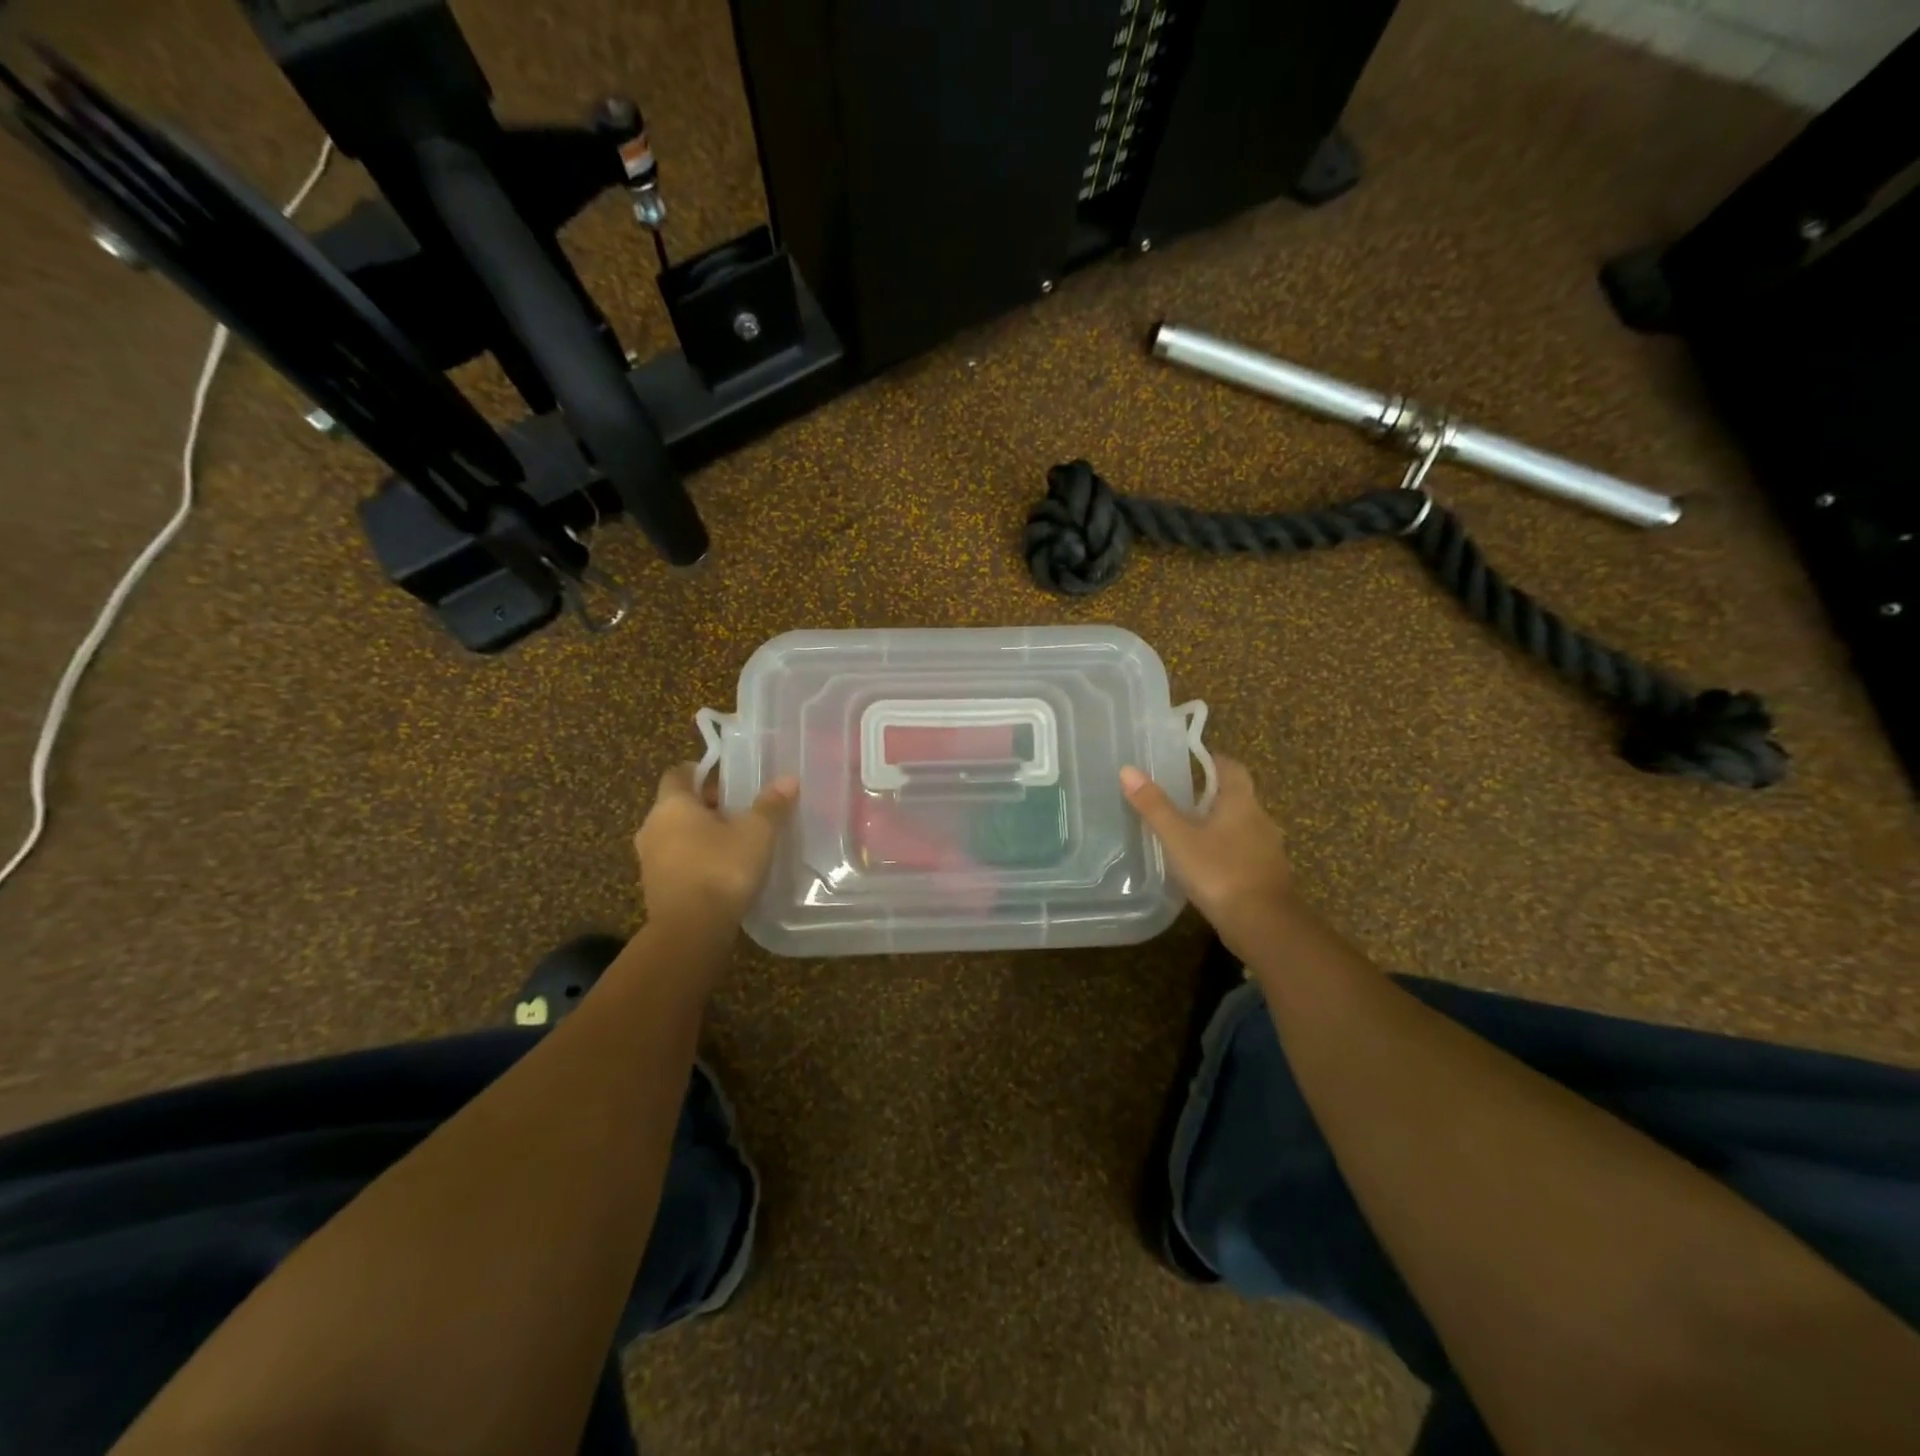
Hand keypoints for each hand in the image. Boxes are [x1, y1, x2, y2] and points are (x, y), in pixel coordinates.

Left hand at [634, 765, 798, 931]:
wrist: (690, 931)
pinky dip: (695, 860)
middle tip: (740, 810)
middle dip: (707, 805)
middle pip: (678, 805)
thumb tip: (789, 779)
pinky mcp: (655, 888)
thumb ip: (771, 805)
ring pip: (675, 835)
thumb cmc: (721, 869)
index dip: (700, 771)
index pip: (678, 773)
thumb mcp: (756, 833)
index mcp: (672, 805)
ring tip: (735, 842)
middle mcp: (652, 827)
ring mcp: (649, 860)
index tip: (726, 777)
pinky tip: (722, 871)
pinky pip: (676, 862)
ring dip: (700, 835)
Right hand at [1120, 756, 1293, 946]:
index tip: (1191, 762)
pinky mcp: (1267, 875)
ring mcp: (1267, 849)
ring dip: (1218, 826)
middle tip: (1179, 799)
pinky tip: (1206, 866)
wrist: (1263, 925)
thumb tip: (1128, 770)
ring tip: (1187, 833)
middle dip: (1211, 796)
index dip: (1213, 761)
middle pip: (1236, 797)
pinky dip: (1226, 851)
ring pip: (1241, 826)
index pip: (1232, 768)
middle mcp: (1260, 819)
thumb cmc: (1219, 872)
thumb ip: (1154, 806)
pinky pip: (1244, 852)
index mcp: (1241, 802)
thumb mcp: (1178, 838)